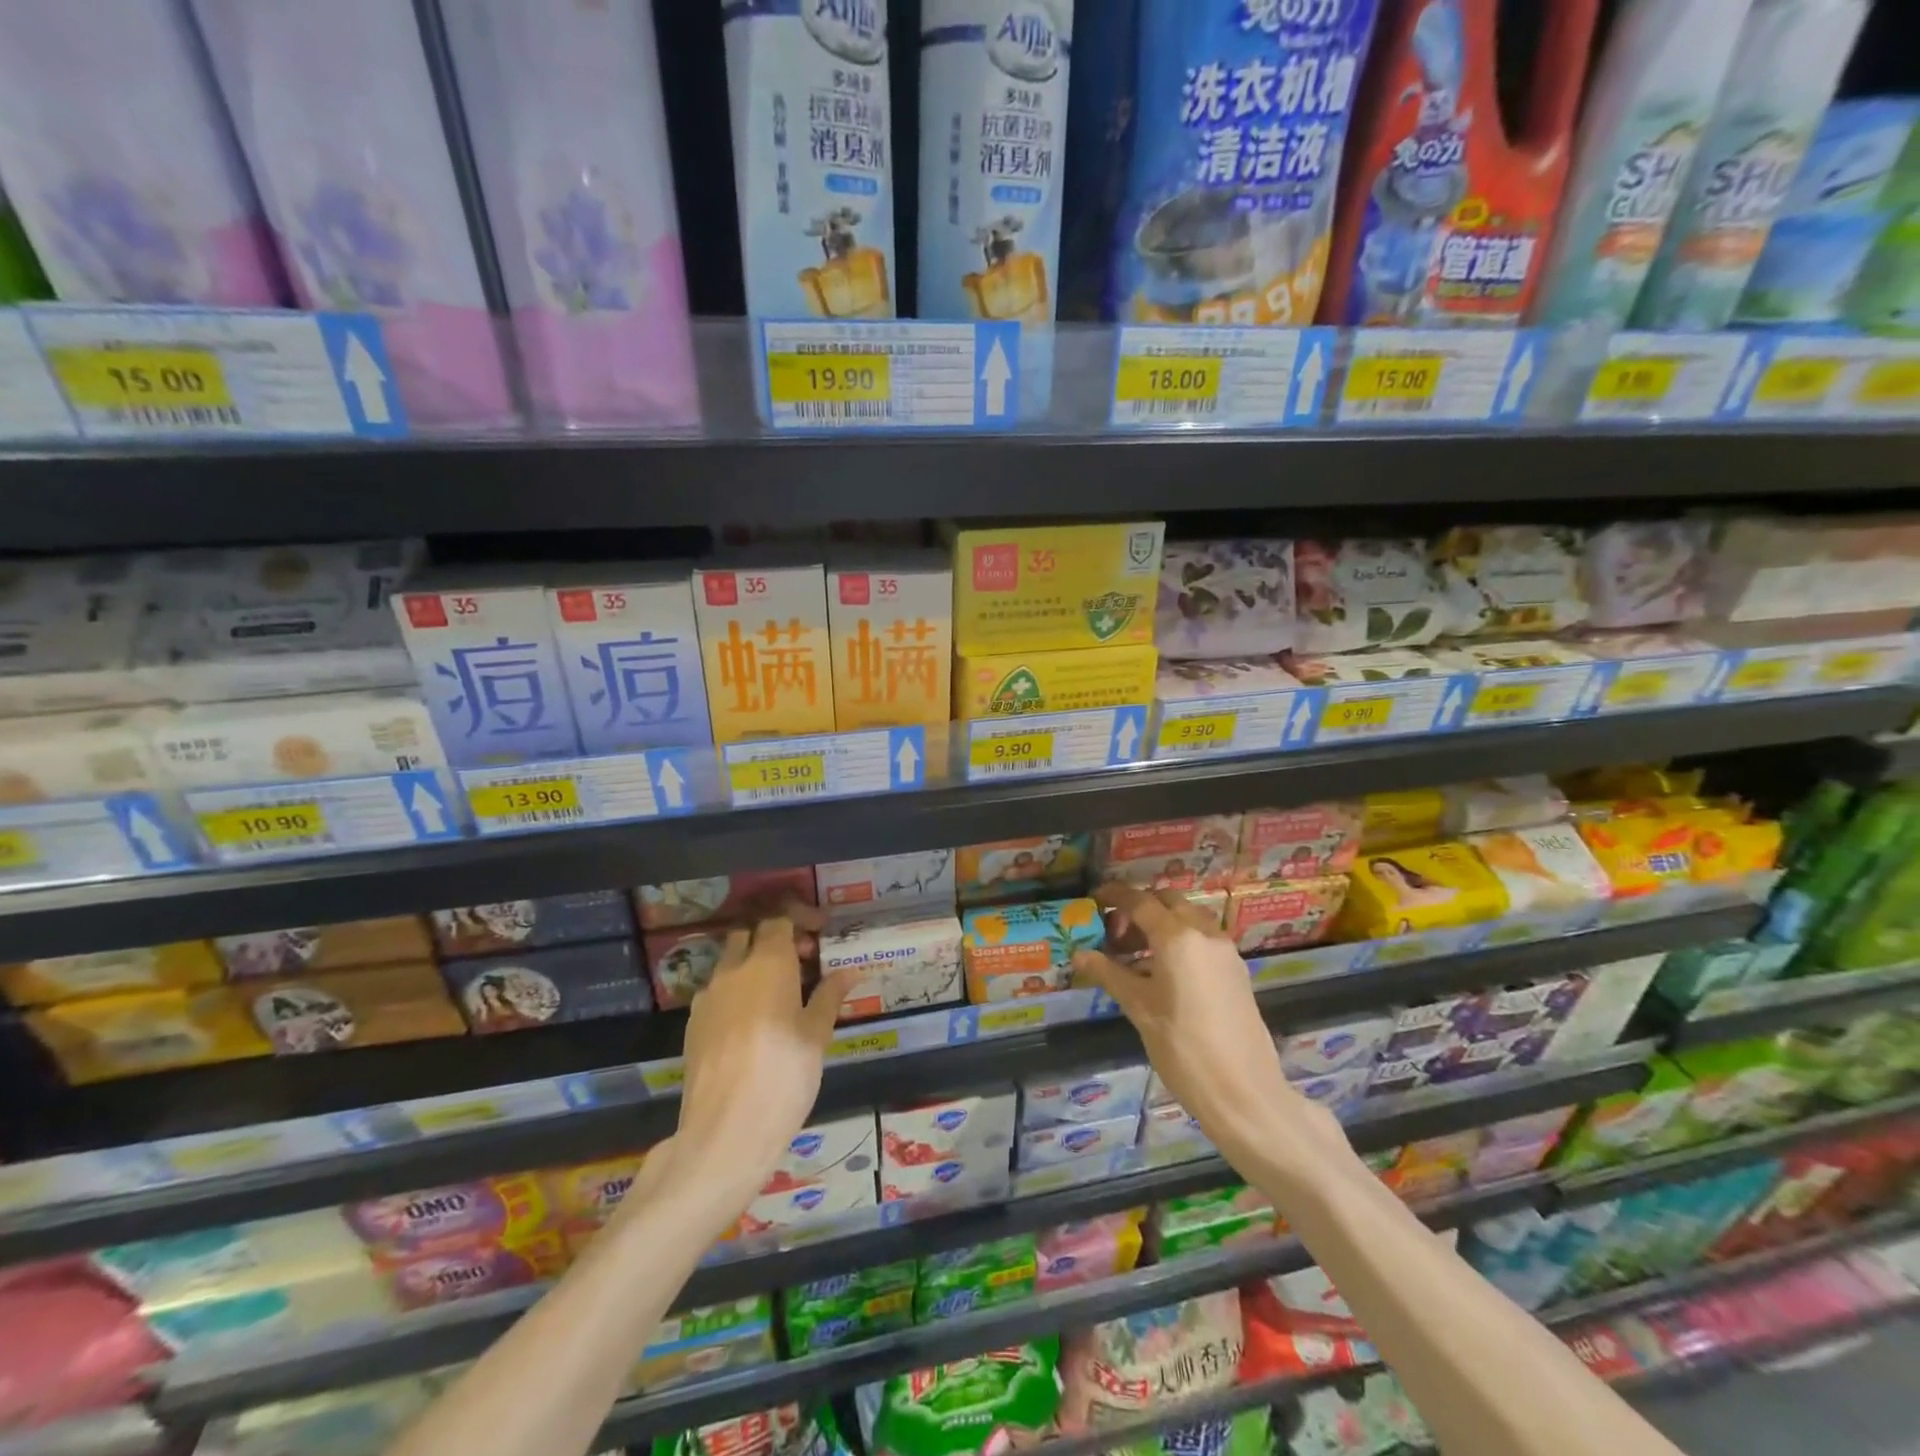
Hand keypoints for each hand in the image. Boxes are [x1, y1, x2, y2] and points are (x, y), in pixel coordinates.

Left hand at [668, 904, 853, 1230]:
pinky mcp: (692, 1024)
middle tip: (801, 963)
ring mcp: (707, 997)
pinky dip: (736, 994)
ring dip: (752, 966)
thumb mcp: (817, 1035)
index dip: (800, 922)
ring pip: (729, 964)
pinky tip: (753, 1025)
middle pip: (749, 935)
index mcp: (768, 963)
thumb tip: (848, 971)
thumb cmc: (784, 1076)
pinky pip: (717, 993)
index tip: (820, 936)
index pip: (779, 920)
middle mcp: (733, 970)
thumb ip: (829, 996)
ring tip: (778, 996)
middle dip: (773, 940)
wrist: (725, 1132)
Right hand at [1073, 882, 1340, 1164]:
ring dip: (1161, 922)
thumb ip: (1110, 974)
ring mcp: (1225, 951)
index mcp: (1178, 938)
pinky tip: (1161, 969)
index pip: (1141, 902)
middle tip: (1114, 932)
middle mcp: (1205, 933)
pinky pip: (1202, 938)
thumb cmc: (1183, 1049)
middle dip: (1139, 908)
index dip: (1115, 896)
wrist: (1244, 1093)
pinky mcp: (1236, 970)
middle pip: (1167, 902)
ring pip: (1188, 918)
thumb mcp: (1139, 1009)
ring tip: (1133, 953)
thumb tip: (1080, 954)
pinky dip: (1179, 939)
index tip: (1095, 897)